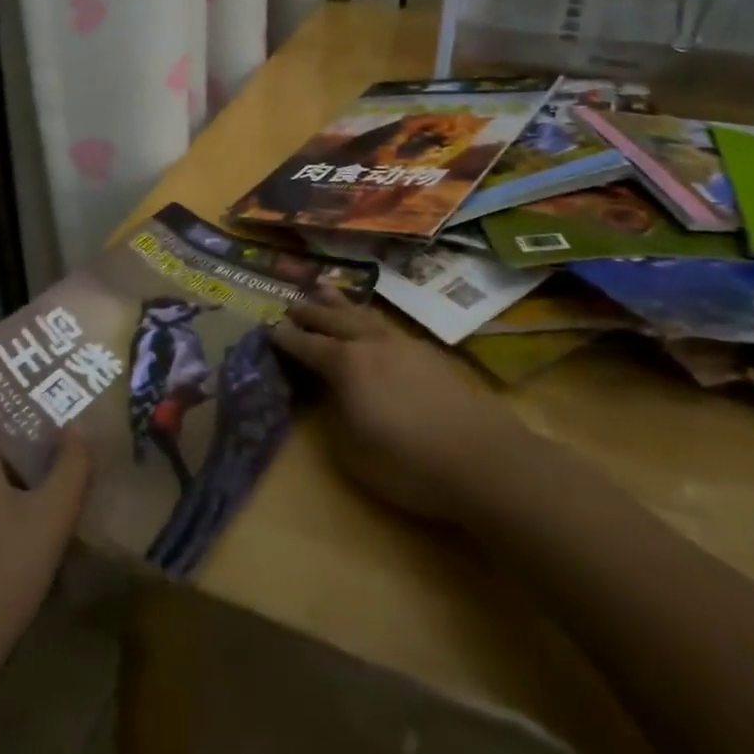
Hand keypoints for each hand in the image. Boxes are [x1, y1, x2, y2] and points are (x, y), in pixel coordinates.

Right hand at [272, 290, 531, 522]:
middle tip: (291, 303)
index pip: (307, 346)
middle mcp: (372, 345)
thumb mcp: (352, 451)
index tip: (269, 328)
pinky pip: (388, 326)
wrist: (484, 461)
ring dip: (341, 303)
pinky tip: (372, 323)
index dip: (286, 338)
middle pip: (334, 320)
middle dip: (310, 311)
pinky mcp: (430, 355)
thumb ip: (335, 416)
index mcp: (346, 365)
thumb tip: (334, 396)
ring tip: (325, 289)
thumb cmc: (408, 463)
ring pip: (365, 315)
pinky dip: (369, 318)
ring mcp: (404, 345)